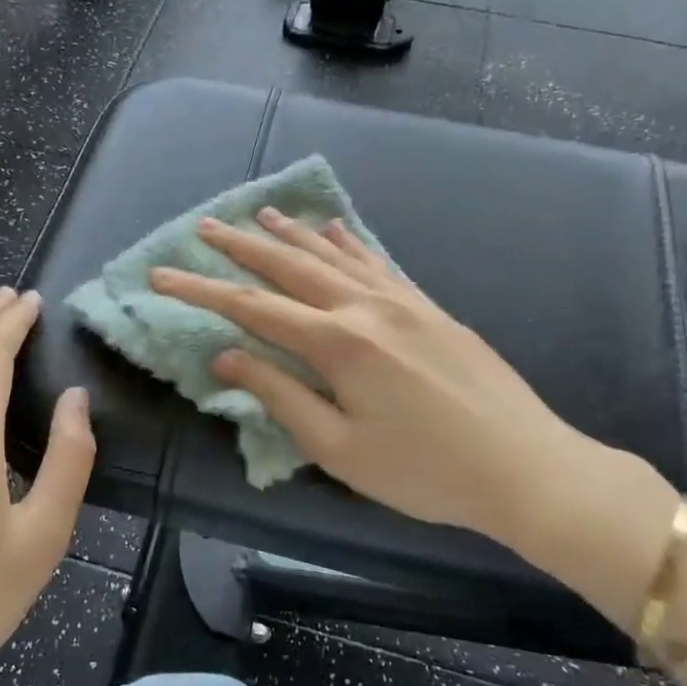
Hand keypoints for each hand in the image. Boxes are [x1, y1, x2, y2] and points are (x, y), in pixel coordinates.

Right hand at [149, 211, 665, 582]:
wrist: (526, 466)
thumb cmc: (425, 472)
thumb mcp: (340, 449)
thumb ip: (281, 395)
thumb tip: (228, 355)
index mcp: (339, 342)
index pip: (252, 307)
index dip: (201, 291)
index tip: (161, 276)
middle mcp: (366, 306)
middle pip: (290, 267)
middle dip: (241, 246)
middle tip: (203, 226)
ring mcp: (403, 301)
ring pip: (334, 255)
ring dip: (291, 234)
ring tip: (258, 213)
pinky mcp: (430, 307)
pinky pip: (378, 262)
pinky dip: (348, 242)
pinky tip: (334, 227)